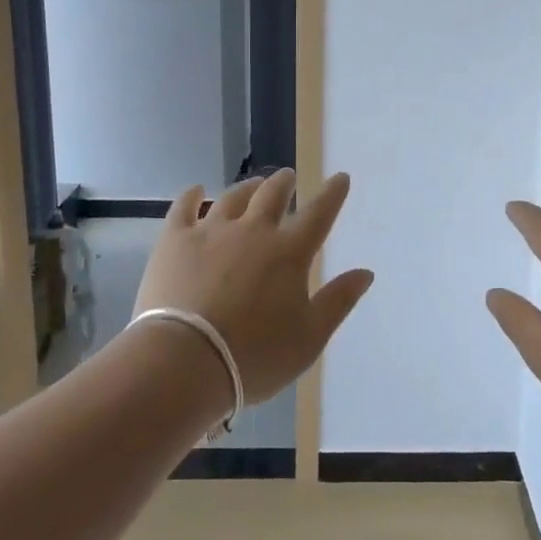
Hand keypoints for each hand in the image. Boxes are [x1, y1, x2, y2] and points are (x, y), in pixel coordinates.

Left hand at [133, 169, 374, 403]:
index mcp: (290, 253)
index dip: (333, 194)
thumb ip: (339, 301)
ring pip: (232, 198)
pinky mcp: (174, 241)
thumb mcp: (310, 337)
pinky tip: (195, 190)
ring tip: (252, 185)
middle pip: (272, 195)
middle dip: (284, 183)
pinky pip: (183, 208)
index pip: (319, 214)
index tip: (340, 177)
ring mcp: (211, 232)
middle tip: (288, 177)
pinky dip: (192, 195)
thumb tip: (365, 272)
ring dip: (247, 188)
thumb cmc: (255, 356)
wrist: (184, 362)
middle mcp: (253, 231)